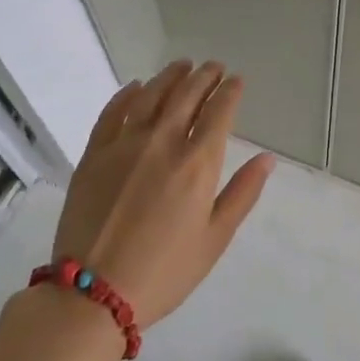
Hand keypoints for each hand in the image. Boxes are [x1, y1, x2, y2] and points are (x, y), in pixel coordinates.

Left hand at [51, 60, 274, 326]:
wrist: (92, 294)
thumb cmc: (164, 271)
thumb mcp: (215, 238)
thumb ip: (243, 193)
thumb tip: (267, 158)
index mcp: (198, 163)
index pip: (219, 111)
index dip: (230, 91)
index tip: (237, 80)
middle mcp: (163, 142)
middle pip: (187, 95)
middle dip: (204, 76)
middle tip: (213, 66)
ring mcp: (124, 144)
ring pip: (151, 95)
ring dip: (170, 76)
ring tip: (182, 66)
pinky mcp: (94, 154)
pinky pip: (112, 112)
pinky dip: (127, 94)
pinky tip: (136, 87)